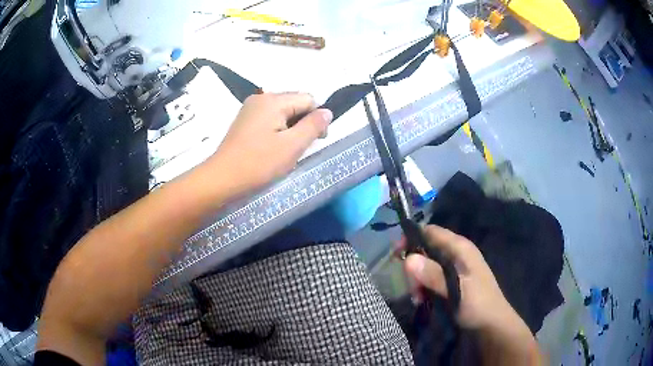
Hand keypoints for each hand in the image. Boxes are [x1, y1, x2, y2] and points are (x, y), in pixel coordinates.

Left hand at [209, 92, 331, 194]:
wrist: (222, 178)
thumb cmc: (258, 163)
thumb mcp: (292, 146)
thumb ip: (313, 126)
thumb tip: (327, 111)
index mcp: (273, 100)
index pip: (308, 99)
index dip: (316, 118)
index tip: (315, 141)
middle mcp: (261, 98)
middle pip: (295, 103)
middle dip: (302, 123)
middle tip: (298, 149)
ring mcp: (250, 109)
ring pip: (283, 113)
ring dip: (290, 129)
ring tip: (284, 150)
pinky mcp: (245, 121)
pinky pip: (270, 119)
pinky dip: (277, 131)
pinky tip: (272, 148)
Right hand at [403, 225, 515, 331]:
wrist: (492, 324)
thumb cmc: (478, 304)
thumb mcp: (456, 291)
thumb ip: (433, 275)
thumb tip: (407, 259)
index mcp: (460, 248)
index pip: (431, 231)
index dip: (411, 238)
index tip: (396, 255)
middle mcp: (456, 253)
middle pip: (426, 249)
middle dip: (414, 267)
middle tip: (412, 289)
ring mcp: (454, 267)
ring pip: (427, 265)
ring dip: (418, 280)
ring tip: (418, 298)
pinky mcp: (452, 280)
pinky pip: (431, 277)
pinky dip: (423, 287)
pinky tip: (422, 300)